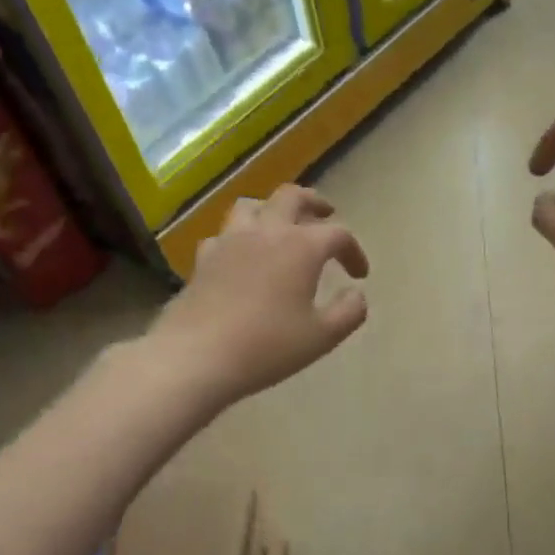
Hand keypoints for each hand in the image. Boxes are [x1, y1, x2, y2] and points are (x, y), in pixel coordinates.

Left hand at [153, 184, 369, 404]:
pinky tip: (241, 256)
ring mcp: (229, 242)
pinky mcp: (203, 260)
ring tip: (281, 226)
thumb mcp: (322, 336)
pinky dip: (239, 238)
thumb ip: (349, 312)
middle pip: (291, 197)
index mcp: (300, 247)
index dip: (353, 251)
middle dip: (314, 203)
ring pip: (251, 206)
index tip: (359, 275)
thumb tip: (356, 294)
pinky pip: (223, 235)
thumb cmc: (267, 346)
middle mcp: (265, 233)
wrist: (196, 357)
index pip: (337, 234)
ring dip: (272, 210)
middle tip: (325, 215)